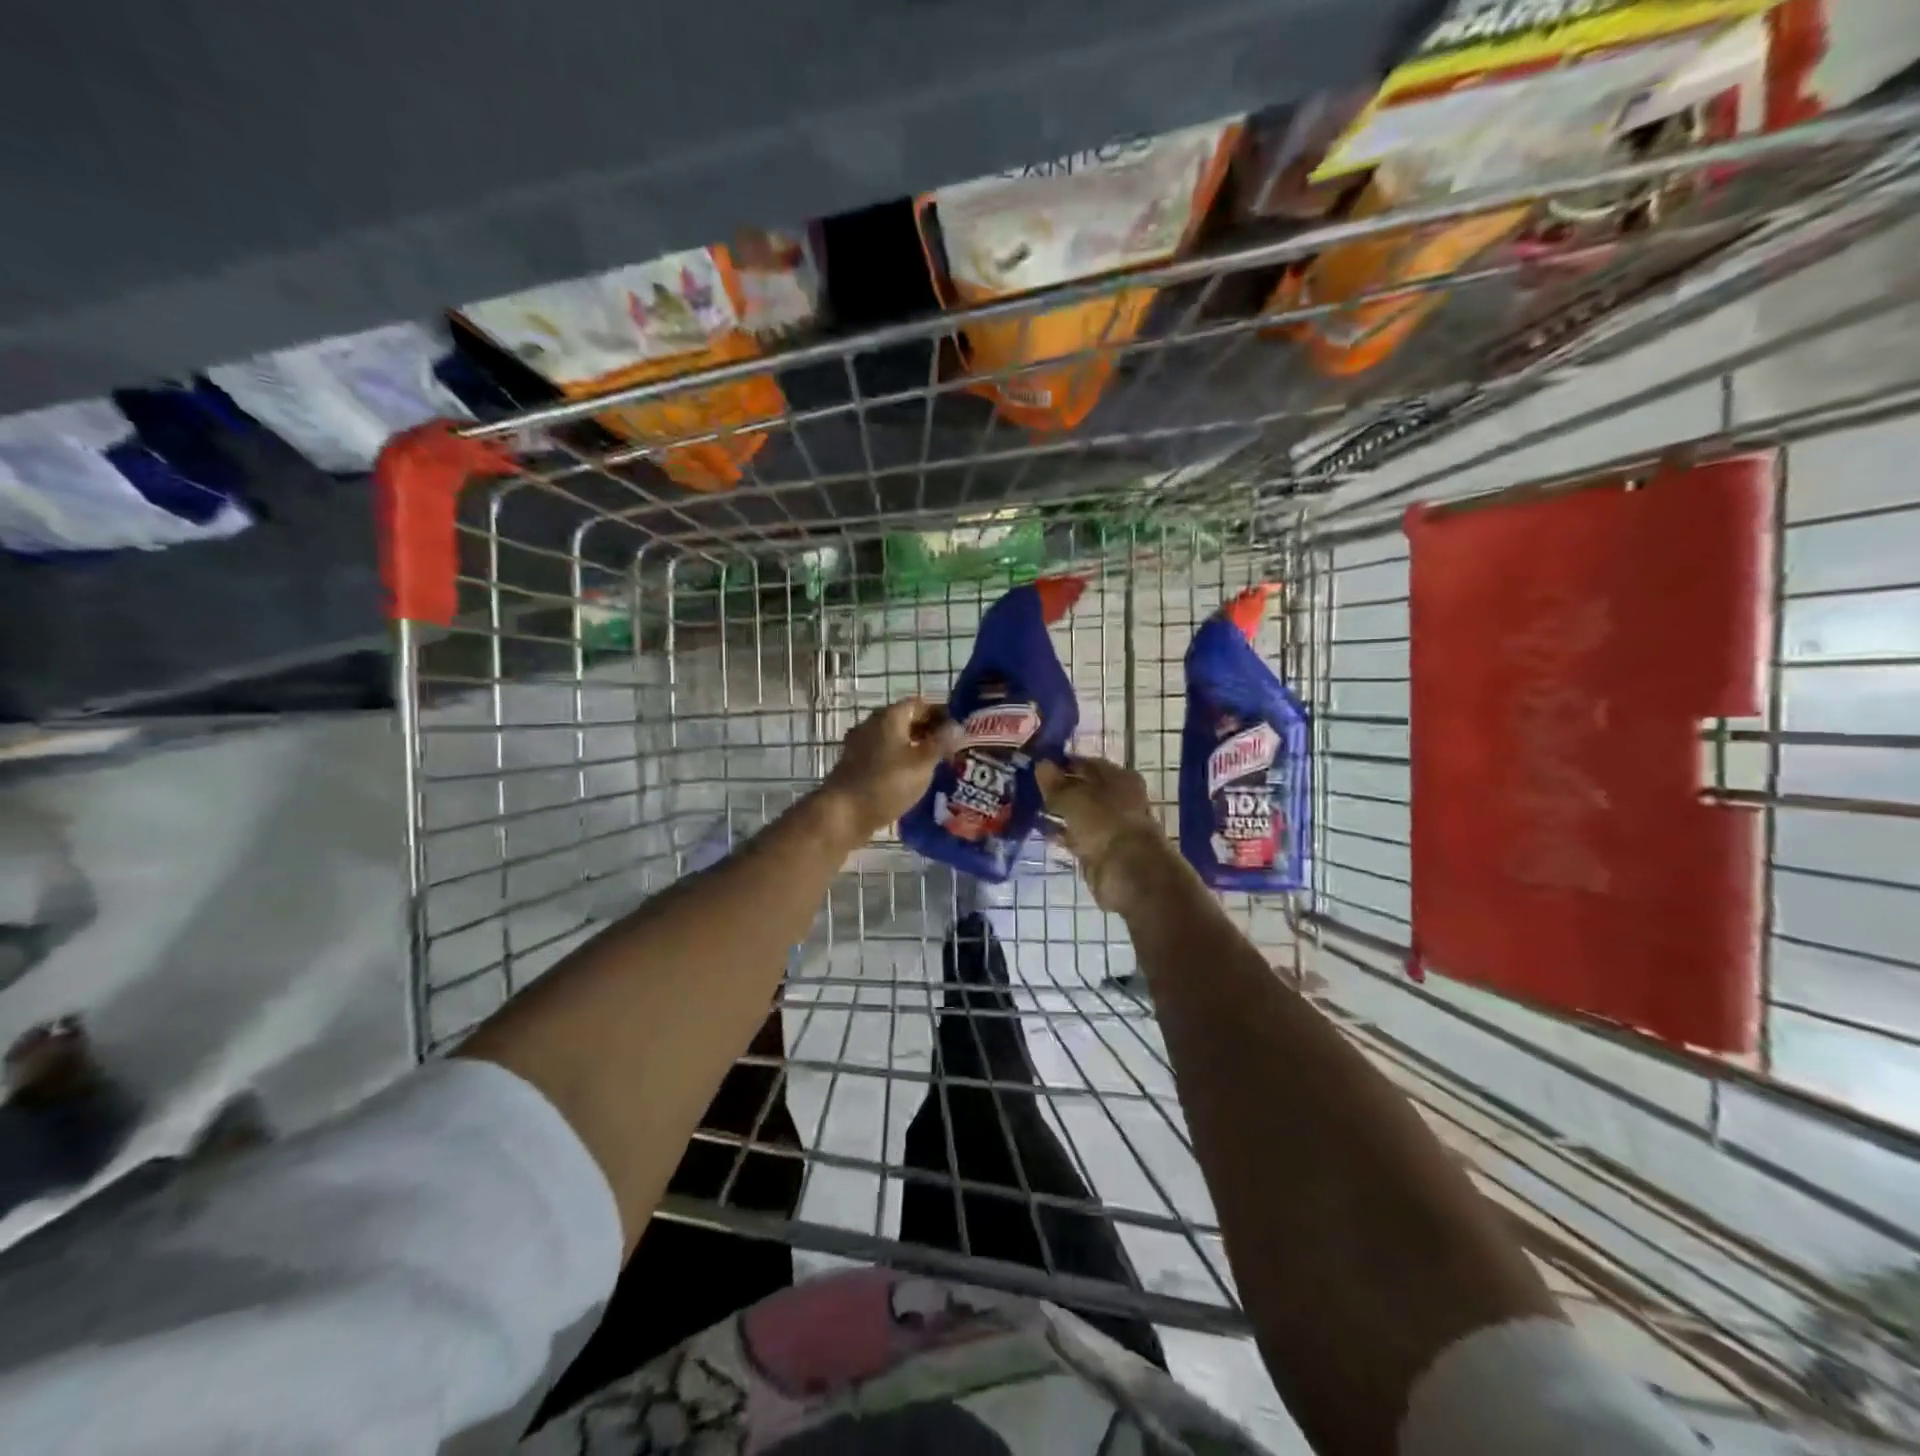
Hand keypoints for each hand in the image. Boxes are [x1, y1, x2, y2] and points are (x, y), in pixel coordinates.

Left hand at [818, 698, 960, 844]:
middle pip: (906, 720)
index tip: (959, 728)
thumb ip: (942, 742)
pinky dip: (900, 761)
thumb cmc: (886, 783)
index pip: (920, 704)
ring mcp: (861, 745)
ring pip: (894, 740)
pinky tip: (913, 778)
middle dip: (929, 731)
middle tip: (952, 747)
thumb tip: (959, 726)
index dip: (941, 713)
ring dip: (915, 748)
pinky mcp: (856, 765)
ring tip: (937, 764)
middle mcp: (872, 724)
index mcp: (889, 716)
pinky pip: (884, 756)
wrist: (842, 814)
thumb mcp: (922, 763)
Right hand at [1036, 756, 1172, 912]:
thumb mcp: (1073, 797)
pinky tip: (1038, 827)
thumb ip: (1055, 783)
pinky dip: (1058, 831)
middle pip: (1083, 789)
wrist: (1126, 872)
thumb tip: (1041, 764)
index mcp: (1119, 778)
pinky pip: (1074, 835)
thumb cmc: (1104, 822)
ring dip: (1057, 810)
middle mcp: (1117, 799)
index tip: (1037, 764)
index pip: (1087, 764)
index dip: (1063, 763)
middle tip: (1028, 785)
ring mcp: (1108, 826)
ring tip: (1027, 804)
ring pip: (1077, 813)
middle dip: (1058, 788)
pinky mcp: (1098, 850)